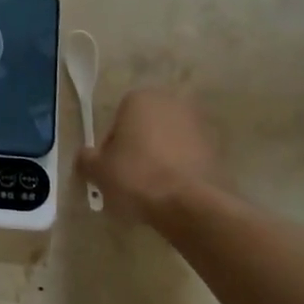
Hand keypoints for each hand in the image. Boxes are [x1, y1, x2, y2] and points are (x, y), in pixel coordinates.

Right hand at [77, 89, 230, 223]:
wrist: (191, 204)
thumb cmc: (136, 177)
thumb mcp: (98, 170)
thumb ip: (86, 159)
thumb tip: (86, 157)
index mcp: (139, 99)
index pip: (115, 122)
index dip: (110, 148)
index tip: (110, 171)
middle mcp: (171, 103)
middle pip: (143, 129)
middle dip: (136, 150)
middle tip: (128, 180)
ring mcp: (198, 124)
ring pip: (167, 143)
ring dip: (159, 159)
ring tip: (151, 190)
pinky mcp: (217, 148)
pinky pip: (187, 157)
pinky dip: (179, 170)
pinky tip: (172, 193)